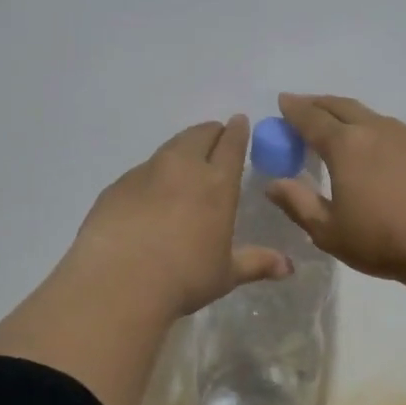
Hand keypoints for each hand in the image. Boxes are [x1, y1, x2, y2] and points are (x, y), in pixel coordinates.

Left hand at [68, 115, 292, 320]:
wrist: (118, 282)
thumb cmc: (183, 279)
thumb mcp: (225, 274)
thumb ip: (256, 263)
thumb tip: (288, 268)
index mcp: (217, 184)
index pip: (231, 144)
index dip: (237, 131)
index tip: (240, 122)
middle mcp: (183, 168)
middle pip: (199, 135)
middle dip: (211, 132)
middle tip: (215, 138)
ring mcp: (146, 173)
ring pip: (169, 147)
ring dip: (182, 148)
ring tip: (185, 161)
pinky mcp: (117, 186)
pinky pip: (142, 171)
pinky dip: (153, 174)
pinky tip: (150, 194)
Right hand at [268, 94, 405, 284]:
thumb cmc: (383, 239)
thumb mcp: (329, 231)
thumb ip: (298, 204)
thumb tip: (274, 184)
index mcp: (345, 145)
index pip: (311, 119)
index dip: (294, 109)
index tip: (282, 102)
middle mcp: (374, 130)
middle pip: (341, 106)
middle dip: (318, 103)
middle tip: (304, 106)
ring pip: (369, 115)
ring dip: (347, 113)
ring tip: (338, 124)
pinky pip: (391, 129)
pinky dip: (373, 128)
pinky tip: (376, 145)